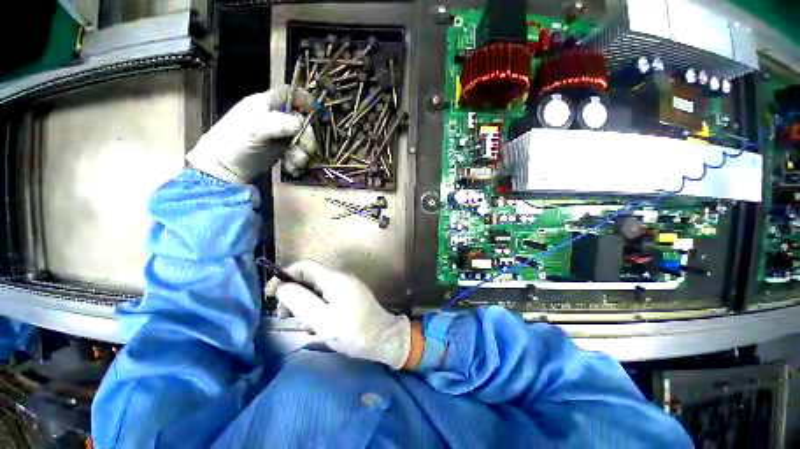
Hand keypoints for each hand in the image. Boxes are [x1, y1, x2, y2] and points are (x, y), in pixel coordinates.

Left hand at [186, 85, 317, 183]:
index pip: (288, 93)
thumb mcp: (254, 131)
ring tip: (296, 163)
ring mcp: (278, 133)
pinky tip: (292, 166)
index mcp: (264, 104)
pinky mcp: (281, 148)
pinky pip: (297, 150)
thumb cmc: (234, 144)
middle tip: (306, 150)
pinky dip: (297, 159)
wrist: (225, 169)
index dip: (304, 99)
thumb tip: (301, 123)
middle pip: (300, 119)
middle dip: (306, 136)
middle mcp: (274, 116)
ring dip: (303, 151)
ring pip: (301, 137)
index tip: (316, 112)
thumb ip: (278, 124)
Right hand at [265, 261, 411, 369]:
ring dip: (306, 303)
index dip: (285, 276)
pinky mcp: (352, 295)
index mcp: (334, 279)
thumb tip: (282, 286)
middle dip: (295, 294)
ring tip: (306, 324)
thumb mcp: (321, 319)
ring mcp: (348, 286)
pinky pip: (329, 296)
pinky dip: (318, 306)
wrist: (384, 338)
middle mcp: (342, 277)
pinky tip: (319, 323)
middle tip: (287, 316)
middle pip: (311, 278)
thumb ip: (300, 301)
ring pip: (319, 289)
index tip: (272, 294)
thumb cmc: (353, 331)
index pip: (304, 266)